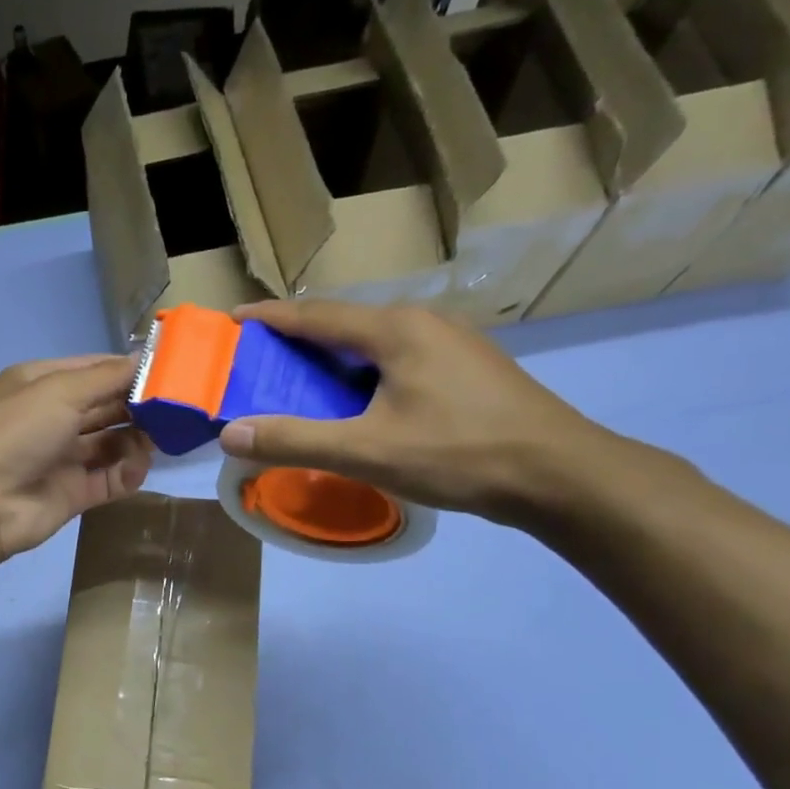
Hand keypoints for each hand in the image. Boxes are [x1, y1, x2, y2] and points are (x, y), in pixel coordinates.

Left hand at [0, 355, 152, 563]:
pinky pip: (110, 479)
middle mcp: (53, 418)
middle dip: (139, 406)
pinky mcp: (73, 493)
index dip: (130, 370)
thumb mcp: (59, 391)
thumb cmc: (16, 432)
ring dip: (136, 440)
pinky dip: (127, 473)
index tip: (171, 371)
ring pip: (112, 444)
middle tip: (176, 409)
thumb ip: (107, 377)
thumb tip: (146, 359)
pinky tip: (136, 468)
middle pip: (107, 407)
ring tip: (158, 440)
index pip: (95, 370)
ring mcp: (63, 457)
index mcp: (42, 384)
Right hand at [219, 301, 619, 526]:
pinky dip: (362, 372)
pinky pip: (397, 359)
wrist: (558, 475)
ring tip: (301, 382)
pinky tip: (358, 402)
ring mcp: (451, 344)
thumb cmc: (458, 453)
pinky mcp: (467, 369)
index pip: (316, 314)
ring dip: (332, 357)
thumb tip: (231, 433)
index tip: (234, 320)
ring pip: (374, 342)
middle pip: (345, 323)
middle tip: (261, 360)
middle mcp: (424, 323)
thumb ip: (295, 440)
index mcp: (396, 330)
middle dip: (298, 338)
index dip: (271, 316)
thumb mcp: (366, 451)